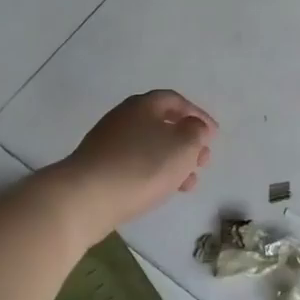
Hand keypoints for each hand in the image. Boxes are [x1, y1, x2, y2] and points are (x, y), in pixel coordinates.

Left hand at [51, 90, 216, 238]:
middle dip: (187, 142)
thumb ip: (196, 132)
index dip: (198, 116)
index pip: (176, 101)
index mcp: (143, 105)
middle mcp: (123, 118)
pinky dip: (154, 173)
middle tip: (203, 161)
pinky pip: (135, 164)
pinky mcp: (99, 168)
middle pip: (162, 124)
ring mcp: (108, 143)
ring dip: (173, 162)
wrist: (85, 198)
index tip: (213, 136)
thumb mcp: (183, 145)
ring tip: (189, 183)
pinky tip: (163, 190)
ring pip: (150, 147)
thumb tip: (194, 127)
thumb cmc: (142, 166)